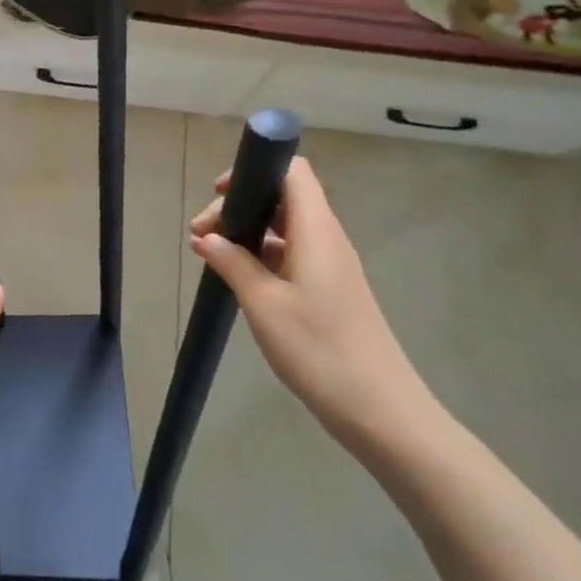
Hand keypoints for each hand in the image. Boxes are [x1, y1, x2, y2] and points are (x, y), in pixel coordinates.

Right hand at [189, 158, 437, 444]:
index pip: (292, 172)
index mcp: (317, 229)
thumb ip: (233, 263)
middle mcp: (327, 238)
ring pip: (286, 229)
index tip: (219, 192)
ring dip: (248, 234)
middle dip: (239, 207)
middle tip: (200, 236)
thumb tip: (207, 238)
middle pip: (283, 199)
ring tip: (211, 255)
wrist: (379, 410)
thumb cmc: (318, 348)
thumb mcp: (263, 303)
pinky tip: (237, 279)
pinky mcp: (331, 290)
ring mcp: (331, 265)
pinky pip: (292, 255)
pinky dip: (262, 257)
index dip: (255, 170)